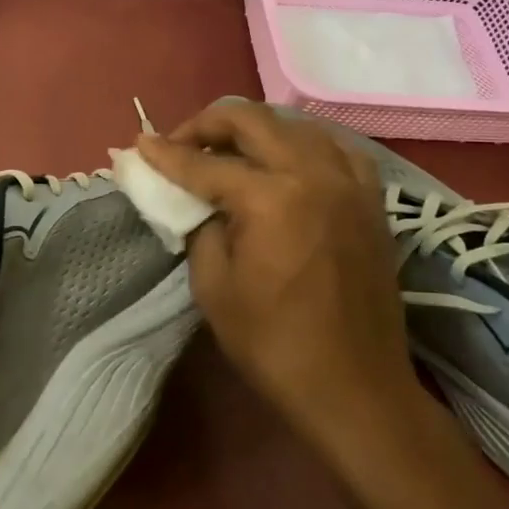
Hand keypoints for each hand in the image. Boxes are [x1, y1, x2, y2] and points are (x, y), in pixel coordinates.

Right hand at [136, 102, 415, 441]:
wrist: (353, 387)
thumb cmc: (273, 343)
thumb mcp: (213, 286)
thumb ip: (199, 227)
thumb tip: (192, 199)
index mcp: (271, 198)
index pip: (204, 163)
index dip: (165, 153)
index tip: (139, 145)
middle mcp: (313, 175)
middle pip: (253, 121)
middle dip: (207, 124)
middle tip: (180, 143)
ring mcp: (349, 184)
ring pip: (295, 125)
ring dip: (253, 130)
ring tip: (227, 151)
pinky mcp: (370, 201)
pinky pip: (334, 149)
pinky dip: (301, 145)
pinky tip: (285, 162)